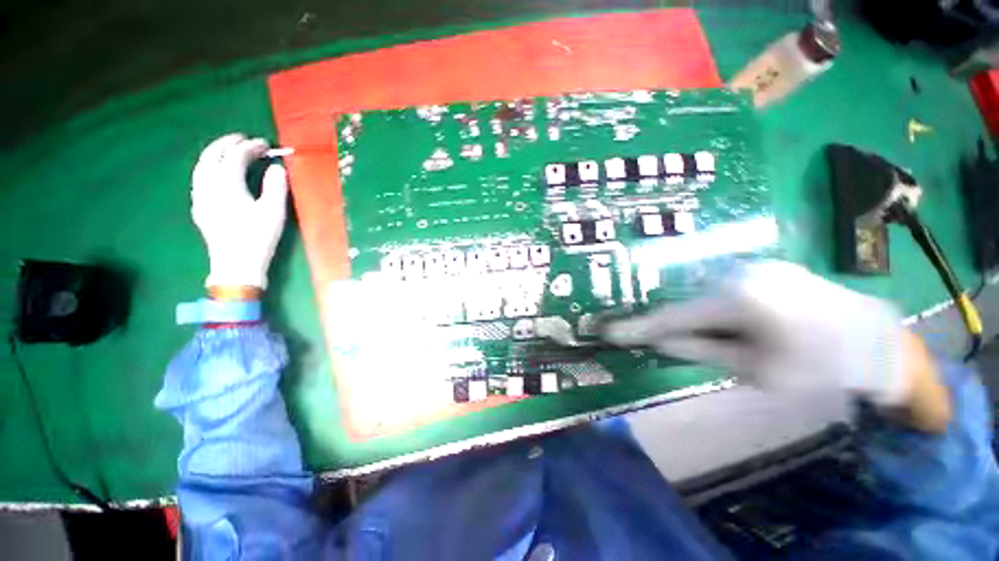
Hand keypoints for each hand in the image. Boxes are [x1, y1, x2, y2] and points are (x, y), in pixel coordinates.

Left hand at [191, 134, 288, 290]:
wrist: (236, 265)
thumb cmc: (258, 238)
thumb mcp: (273, 212)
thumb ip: (275, 187)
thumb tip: (276, 167)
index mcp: (227, 185)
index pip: (235, 157)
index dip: (250, 147)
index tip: (265, 144)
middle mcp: (208, 186)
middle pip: (211, 156)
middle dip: (226, 144)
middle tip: (243, 139)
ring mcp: (200, 197)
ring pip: (201, 167)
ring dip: (215, 154)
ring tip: (229, 151)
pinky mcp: (200, 208)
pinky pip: (200, 179)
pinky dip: (209, 168)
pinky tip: (218, 174)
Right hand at [604, 261, 909, 405]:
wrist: (881, 343)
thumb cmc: (821, 367)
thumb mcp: (757, 370)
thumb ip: (701, 352)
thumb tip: (661, 342)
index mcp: (739, 299)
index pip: (674, 317)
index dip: (639, 327)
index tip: (610, 333)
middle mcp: (740, 274)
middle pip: (688, 303)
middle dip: (670, 324)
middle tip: (653, 340)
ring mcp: (754, 267)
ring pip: (704, 296)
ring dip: (695, 318)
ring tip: (701, 338)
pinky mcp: (765, 269)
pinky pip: (723, 290)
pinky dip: (714, 310)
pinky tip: (727, 325)